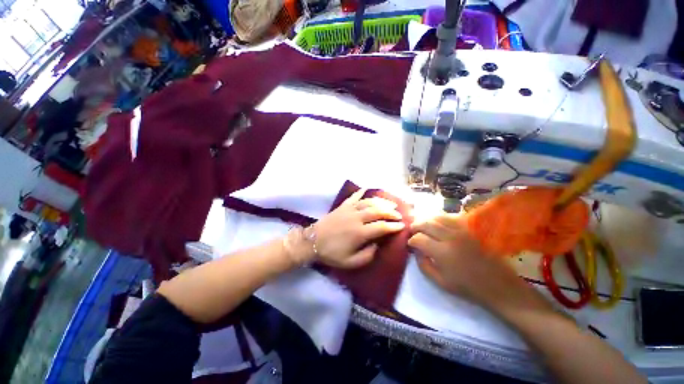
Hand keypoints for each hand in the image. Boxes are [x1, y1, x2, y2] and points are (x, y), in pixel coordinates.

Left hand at [313, 190, 404, 268]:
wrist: (312, 241)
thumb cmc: (331, 253)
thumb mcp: (350, 262)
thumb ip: (367, 256)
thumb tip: (377, 245)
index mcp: (359, 233)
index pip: (381, 227)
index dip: (394, 226)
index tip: (402, 226)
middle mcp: (357, 218)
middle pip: (378, 211)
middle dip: (391, 212)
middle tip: (399, 215)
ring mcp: (349, 209)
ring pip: (369, 202)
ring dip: (381, 202)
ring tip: (391, 203)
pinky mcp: (342, 206)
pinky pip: (354, 196)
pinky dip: (361, 192)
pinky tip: (367, 189)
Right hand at [409, 214, 550, 314]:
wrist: (499, 286)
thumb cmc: (468, 287)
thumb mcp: (440, 281)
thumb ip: (423, 265)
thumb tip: (415, 250)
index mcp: (442, 252)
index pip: (419, 238)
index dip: (411, 240)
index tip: (410, 244)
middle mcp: (450, 237)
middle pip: (426, 223)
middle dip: (415, 226)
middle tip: (411, 230)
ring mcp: (462, 230)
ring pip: (438, 217)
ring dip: (426, 220)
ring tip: (422, 225)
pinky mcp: (471, 228)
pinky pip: (452, 217)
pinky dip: (441, 218)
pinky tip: (438, 223)